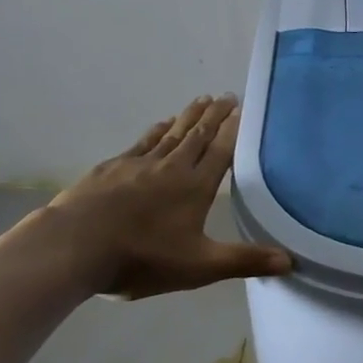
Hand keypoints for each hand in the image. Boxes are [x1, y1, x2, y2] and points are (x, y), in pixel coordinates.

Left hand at [44, 96, 291, 297]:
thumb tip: (292, 260)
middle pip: (198, 135)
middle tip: (228, 95)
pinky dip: (157, 130)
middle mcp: (171, 167)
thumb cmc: (140, 258)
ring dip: (189, 116)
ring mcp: (138, 164)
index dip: (235, 129)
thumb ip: (244, 261)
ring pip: (172, 133)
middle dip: (215, 115)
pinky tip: (161, 124)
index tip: (245, 108)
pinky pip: (143, 142)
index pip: (222, 151)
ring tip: (203, 100)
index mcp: (195, 187)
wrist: (71, 248)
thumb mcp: (199, 267)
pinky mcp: (111, 168)